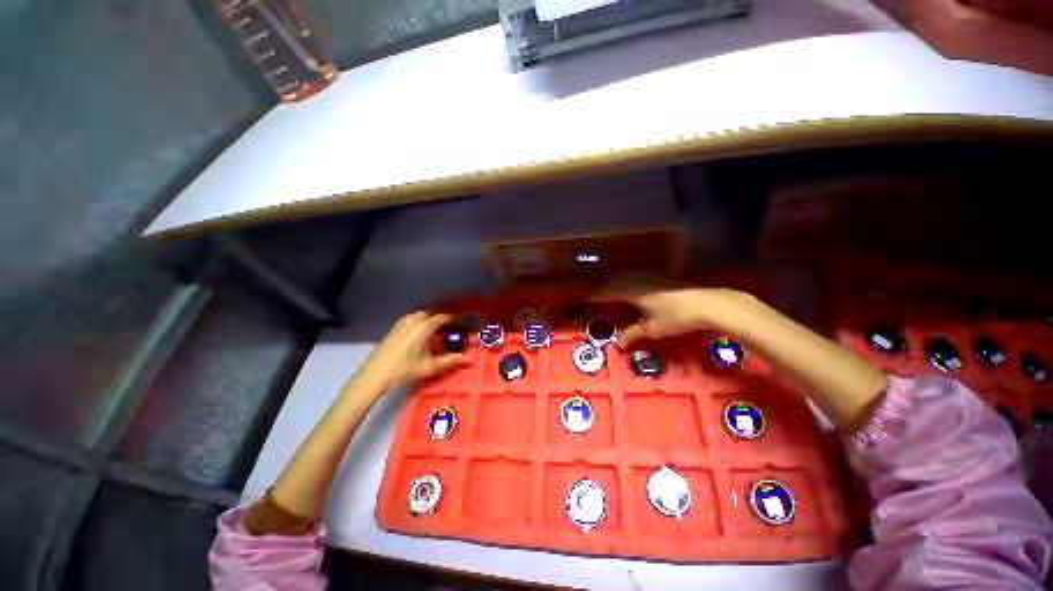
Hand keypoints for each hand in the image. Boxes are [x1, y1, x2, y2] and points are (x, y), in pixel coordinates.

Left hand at [361, 311, 468, 389]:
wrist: (375, 374)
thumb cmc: (404, 369)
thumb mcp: (430, 366)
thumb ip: (451, 360)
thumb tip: (469, 359)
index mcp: (425, 326)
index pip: (447, 315)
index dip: (459, 315)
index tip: (469, 316)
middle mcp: (415, 318)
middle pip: (436, 310)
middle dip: (448, 313)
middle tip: (458, 321)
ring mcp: (404, 320)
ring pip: (425, 311)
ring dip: (436, 314)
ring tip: (445, 324)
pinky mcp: (398, 325)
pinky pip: (416, 315)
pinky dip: (426, 317)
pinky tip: (428, 329)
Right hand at [594, 275, 757, 347]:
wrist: (707, 303)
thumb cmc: (678, 317)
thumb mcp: (654, 329)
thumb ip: (634, 334)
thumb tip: (618, 344)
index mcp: (632, 293)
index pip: (607, 292)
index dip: (595, 296)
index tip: (584, 298)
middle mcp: (637, 281)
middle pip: (613, 280)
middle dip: (601, 287)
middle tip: (592, 295)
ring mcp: (648, 276)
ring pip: (623, 275)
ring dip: (612, 281)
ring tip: (606, 289)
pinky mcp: (657, 276)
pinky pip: (633, 275)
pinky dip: (624, 279)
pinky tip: (628, 284)